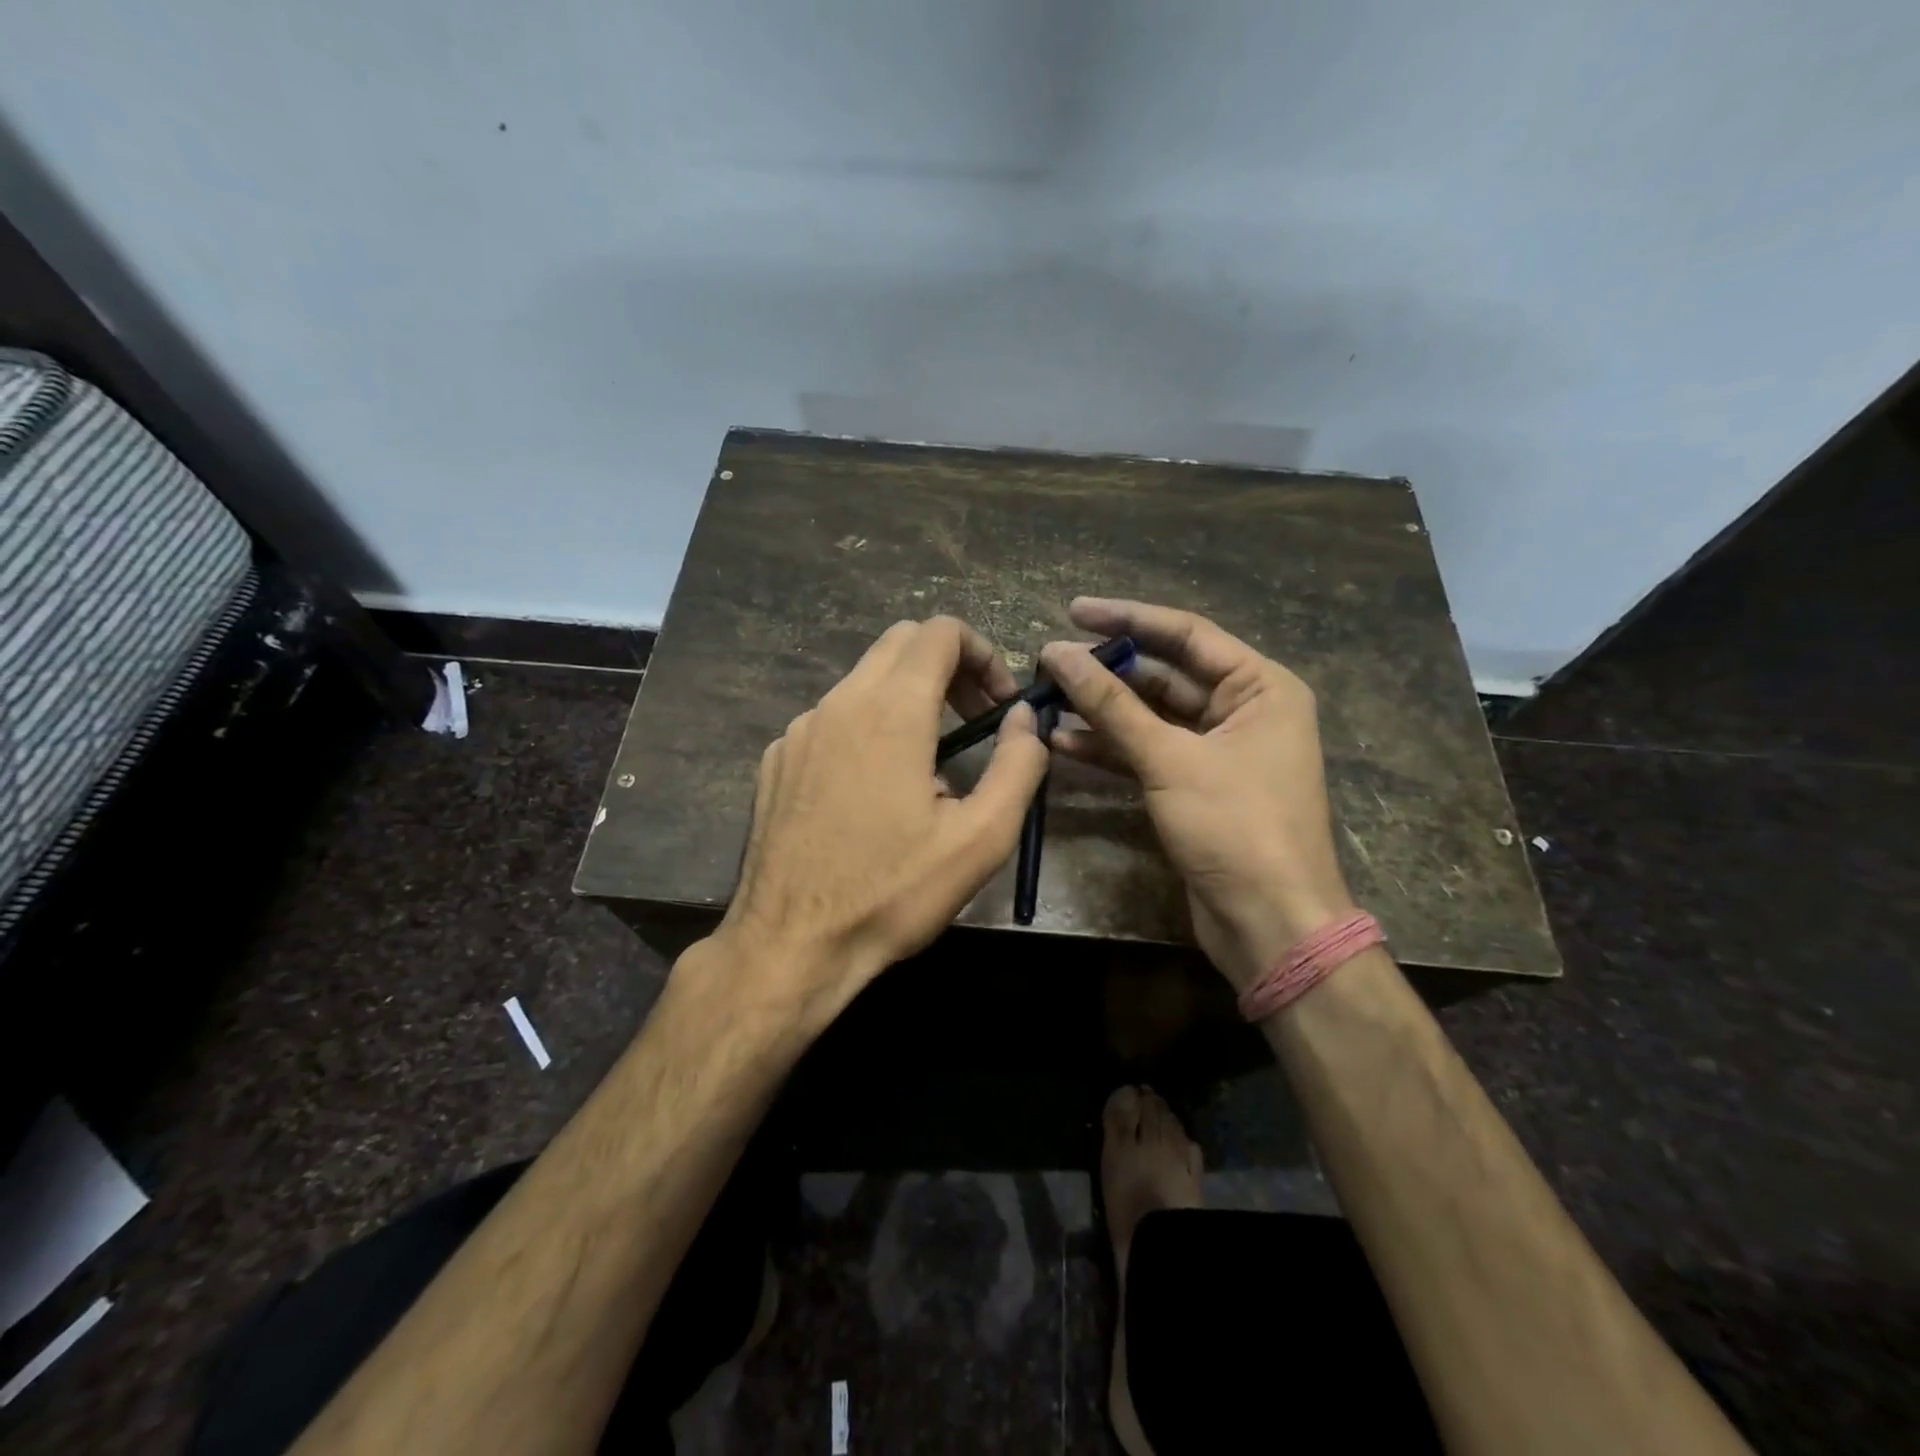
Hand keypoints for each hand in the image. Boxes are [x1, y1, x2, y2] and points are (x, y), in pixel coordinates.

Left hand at [716, 617, 1049, 1016]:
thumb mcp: (980, 840)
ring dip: (908, 699)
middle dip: (948, 668)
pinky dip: (866, 729)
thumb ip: (1018, 766)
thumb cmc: (892, 894)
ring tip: (928, 768)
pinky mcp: (776, 760)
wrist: (789, 946)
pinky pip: (831, 720)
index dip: (982, 654)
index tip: (999, 704)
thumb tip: (1024, 718)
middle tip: (974, 721)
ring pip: (864, 681)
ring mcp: (798, 730)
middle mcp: (839, 703)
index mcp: (892, 711)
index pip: (941, 632)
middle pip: (901, 643)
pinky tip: (872, 793)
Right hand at [1040, 599, 1354, 990]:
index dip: (1127, 619)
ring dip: (1101, 711)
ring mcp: (1218, 751)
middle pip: (1165, 675)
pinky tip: (1061, 743)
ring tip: (1045, 699)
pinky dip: (1109, 748)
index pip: (1186, 634)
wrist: (1269, 923)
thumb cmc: (1236, 827)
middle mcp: (1243, 710)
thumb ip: (1111, 704)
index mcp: (1260, 686)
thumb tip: (1056, 654)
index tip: (1073, 611)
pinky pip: (1147, 753)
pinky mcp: (1195, 786)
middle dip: (1108, 671)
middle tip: (1049, 662)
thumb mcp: (1170, 758)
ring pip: (1150, 717)